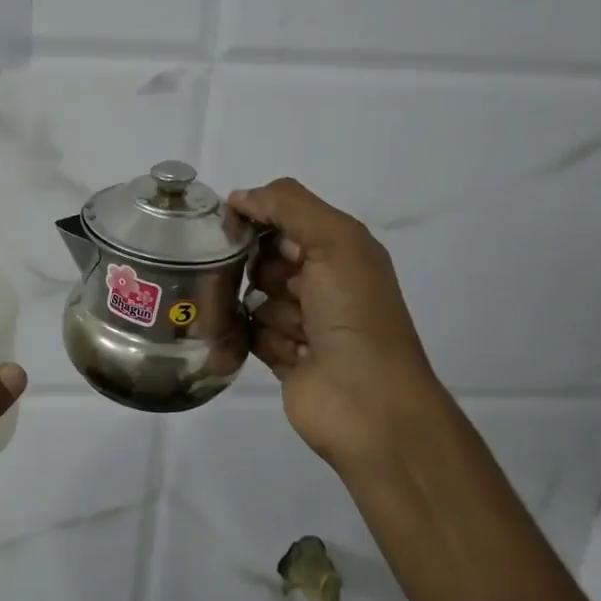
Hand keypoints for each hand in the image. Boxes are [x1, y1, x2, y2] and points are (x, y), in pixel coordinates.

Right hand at [227, 178, 444, 468]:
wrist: (368, 403)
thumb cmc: (355, 314)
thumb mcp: (334, 241)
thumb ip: (287, 206)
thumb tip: (238, 197)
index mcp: (341, 249)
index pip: (284, 216)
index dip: (258, 218)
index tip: (232, 226)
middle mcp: (323, 281)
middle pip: (264, 256)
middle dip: (263, 268)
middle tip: (281, 285)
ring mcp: (303, 321)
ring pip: (255, 296)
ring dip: (269, 310)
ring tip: (295, 330)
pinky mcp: (283, 355)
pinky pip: (252, 333)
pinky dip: (264, 340)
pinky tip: (290, 353)